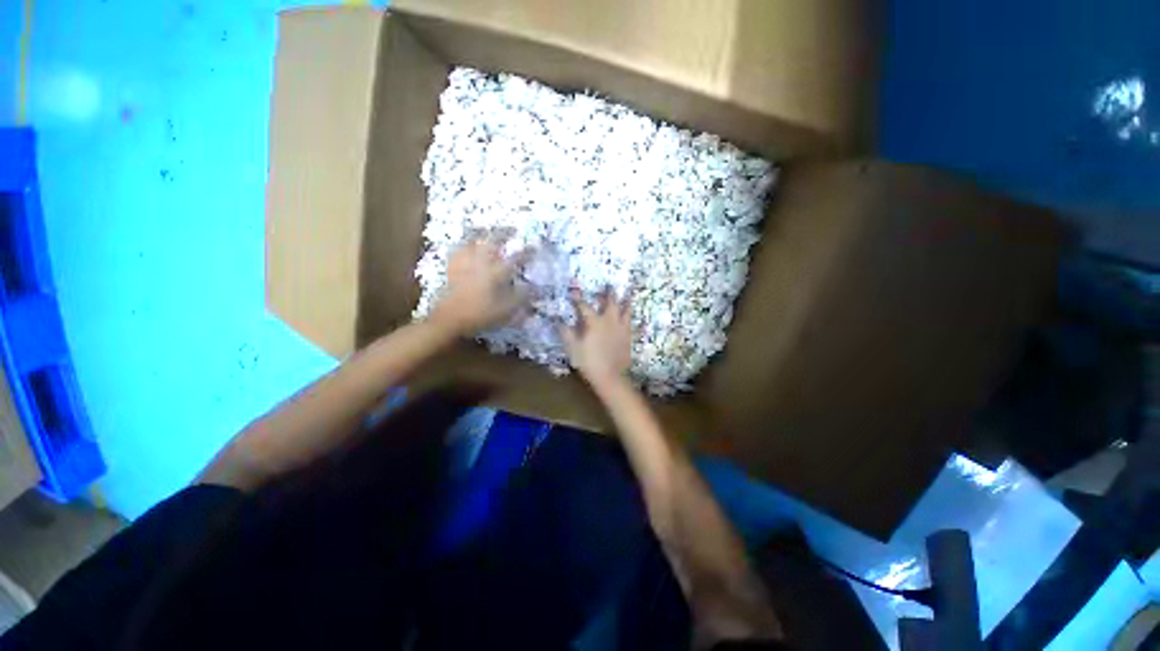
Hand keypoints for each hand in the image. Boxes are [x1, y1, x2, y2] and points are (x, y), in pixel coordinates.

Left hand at [429, 238, 529, 335]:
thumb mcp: (505, 310)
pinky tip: (466, 246)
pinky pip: (458, 250)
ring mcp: (464, 263)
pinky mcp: (452, 268)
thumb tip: (535, 289)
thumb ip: (520, 298)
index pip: (515, 258)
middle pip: (491, 241)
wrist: (449, 319)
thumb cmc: (480, 315)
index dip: (527, 252)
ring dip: (481, 234)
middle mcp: (480, 262)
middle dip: (503, 232)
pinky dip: (464, 245)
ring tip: (487, 230)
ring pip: (472, 241)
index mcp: (495, 272)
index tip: (535, 246)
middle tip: (511, 229)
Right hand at [559, 288, 631, 387]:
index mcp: (594, 322)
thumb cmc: (588, 362)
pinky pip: (631, 322)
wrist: (610, 377)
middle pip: (610, 302)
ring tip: (627, 293)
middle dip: (608, 292)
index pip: (584, 306)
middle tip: (609, 284)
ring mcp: (621, 328)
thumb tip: (559, 321)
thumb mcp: (573, 348)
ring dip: (625, 300)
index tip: (573, 290)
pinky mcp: (628, 336)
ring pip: (625, 309)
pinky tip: (632, 314)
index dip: (577, 298)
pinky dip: (630, 315)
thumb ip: (566, 332)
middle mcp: (609, 320)